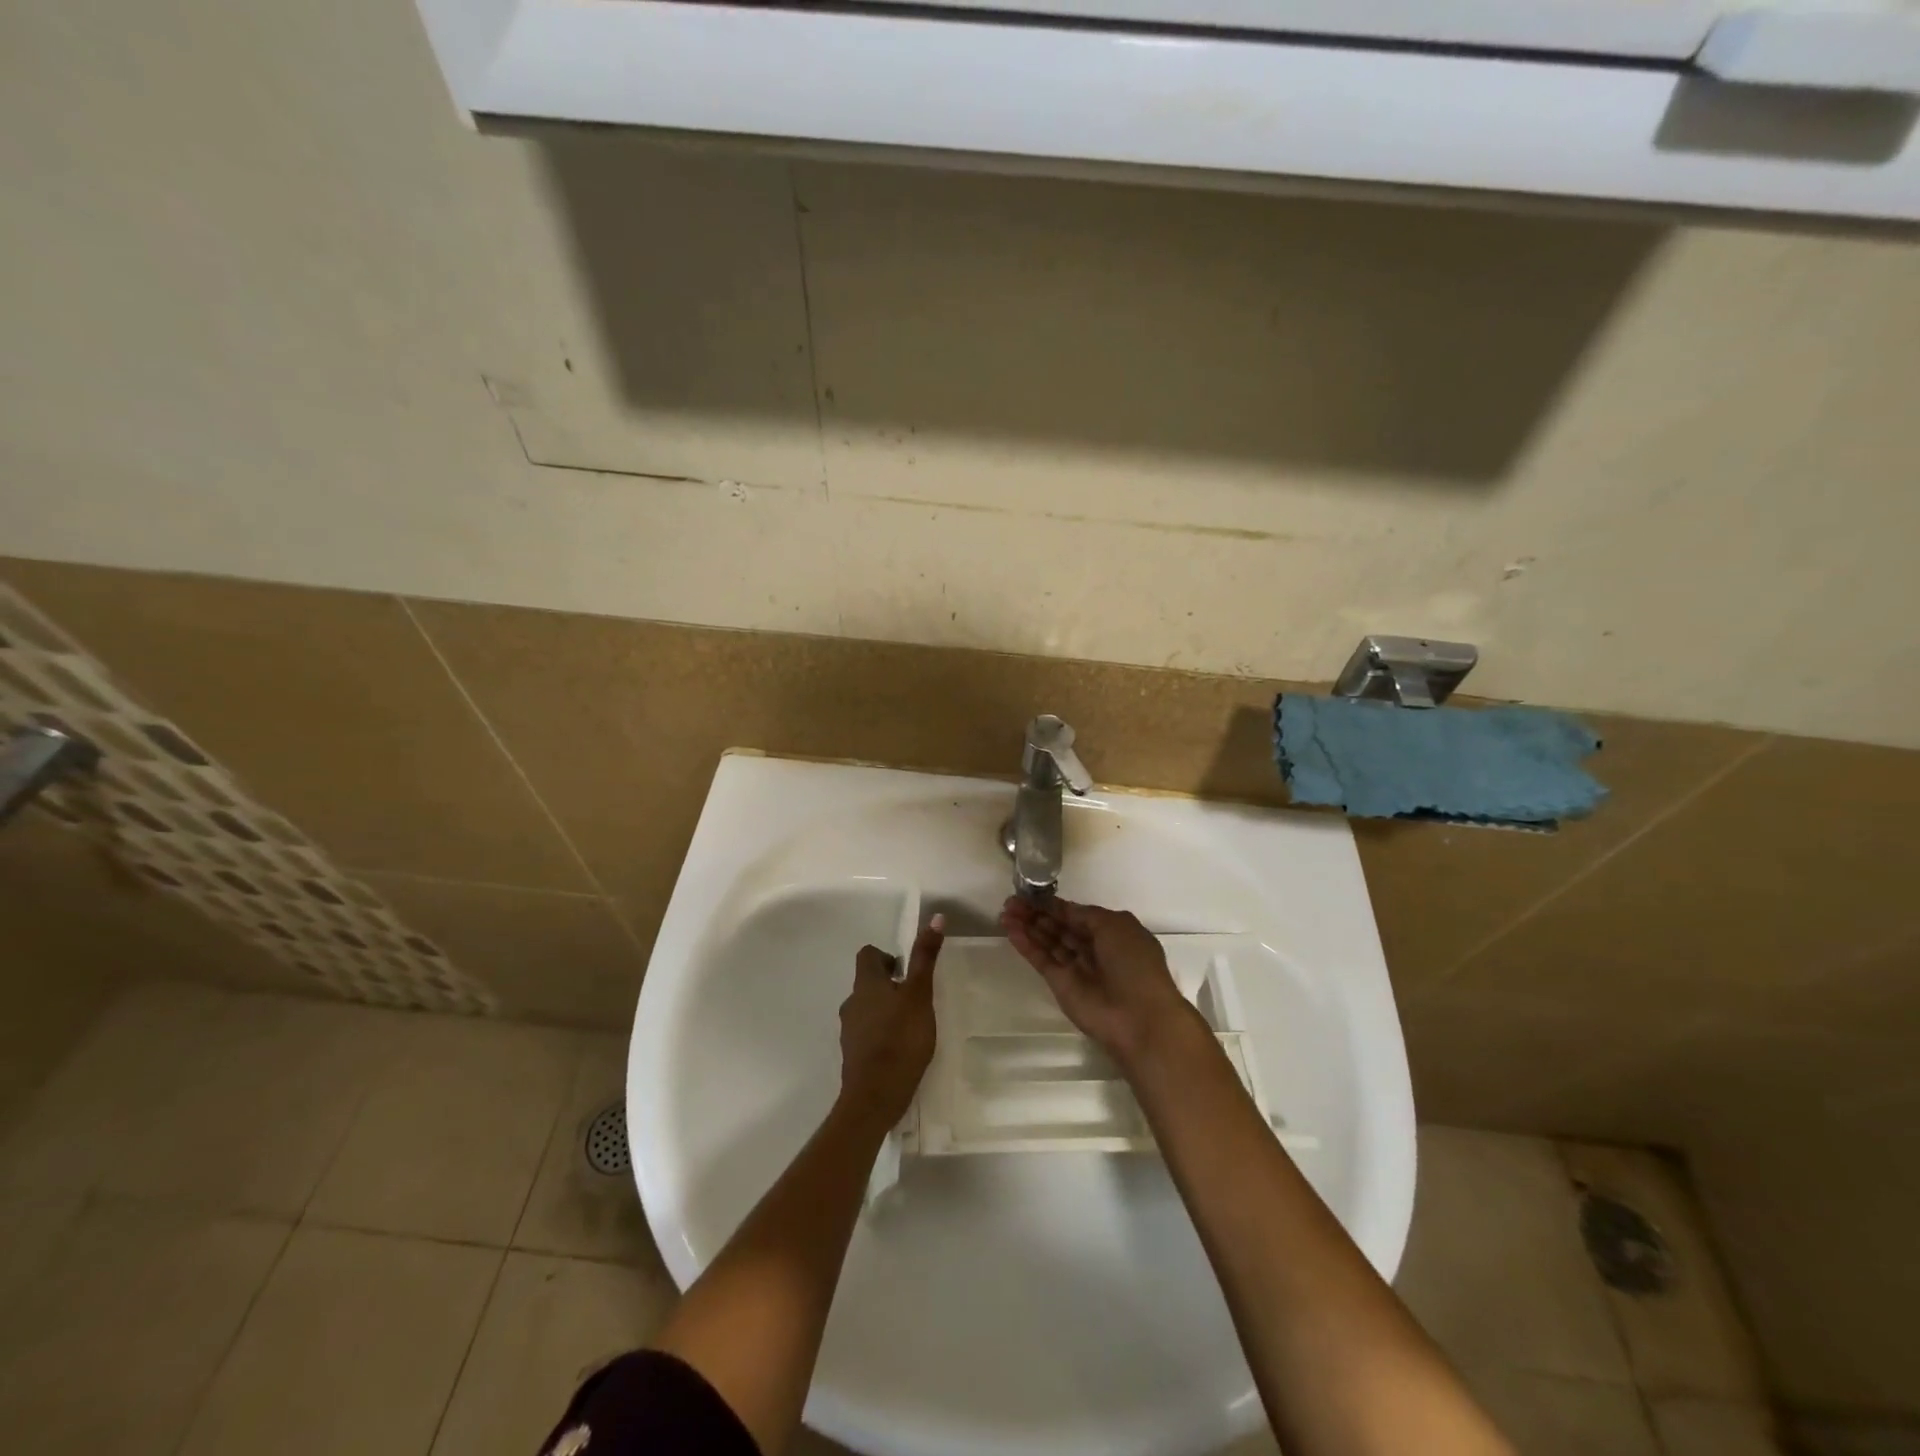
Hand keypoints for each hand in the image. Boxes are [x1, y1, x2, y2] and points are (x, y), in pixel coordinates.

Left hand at [838, 915, 944, 1126]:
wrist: (875, 1096)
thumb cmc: (900, 1038)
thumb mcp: (920, 994)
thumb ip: (925, 957)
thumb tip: (934, 917)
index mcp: (866, 984)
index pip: (868, 955)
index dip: (886, 957)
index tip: (906, 971)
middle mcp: (852, 1002)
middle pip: (867, 983)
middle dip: (889, 985)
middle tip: (915, 998)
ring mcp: (849, 1030)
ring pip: (866, 1008)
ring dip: (884, 1010)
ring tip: (910, 1025)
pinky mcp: (853, 1055)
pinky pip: (866, 1034)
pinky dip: (880, 1034)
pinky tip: (900, 1049)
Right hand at [1000, 896, 1199, 1068]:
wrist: (1137, 1017)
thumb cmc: (1133, 963)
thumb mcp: (1116, 925)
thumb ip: (1085, 914)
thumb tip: (1064, 910)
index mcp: (1112, 933)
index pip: (1077, 915)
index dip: (1055, 905)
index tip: (1031, 894)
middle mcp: (1093, 948)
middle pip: (1059, 927)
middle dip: (1037, 913)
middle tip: (1011, 902)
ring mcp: (1075, 967)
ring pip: (1048, 941)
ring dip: (1028, 926)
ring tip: (1005, 912)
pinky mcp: (1060, 984)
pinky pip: (1041, 959)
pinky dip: (1026, 945)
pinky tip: (1010, 930)